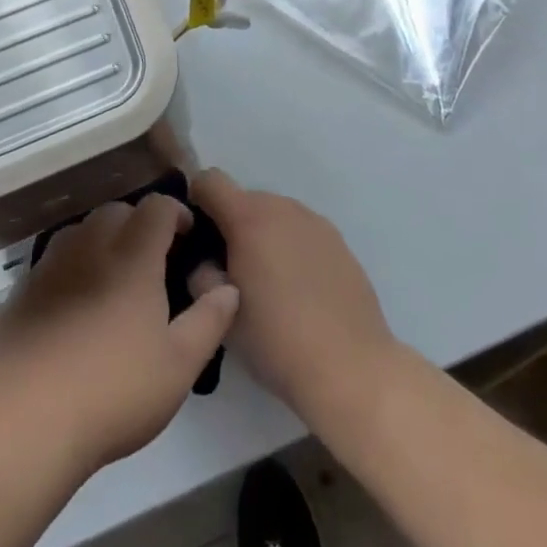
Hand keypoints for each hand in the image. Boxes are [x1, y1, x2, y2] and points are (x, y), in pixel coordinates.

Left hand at [0, 194, 239, 475]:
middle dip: (139, 223)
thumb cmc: (114, 390)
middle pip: (118, 210)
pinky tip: (74, 303)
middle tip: (152, 259)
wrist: (27, 420)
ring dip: (103, 238)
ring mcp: (52, 264)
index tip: (186, 236)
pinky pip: (54, 259)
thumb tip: (229, 287)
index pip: (158, 206)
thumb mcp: (180, 364)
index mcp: (133, 253)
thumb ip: (210, 319)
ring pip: (82, 229)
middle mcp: (92, 244)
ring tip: (113, 275)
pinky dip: (72, 265)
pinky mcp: (23, 289)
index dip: (176, 213)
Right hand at [188, 169, 396, 424]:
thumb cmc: (276, 340)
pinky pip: (300, 231)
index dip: (197, 200)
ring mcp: (314, 220)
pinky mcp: (337, 239)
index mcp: (249, 217)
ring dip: (262, 236)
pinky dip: (290, 247)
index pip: (210, 180)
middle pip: (243, 199)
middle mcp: (281, 206)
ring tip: (268, 284)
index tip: (197, 235)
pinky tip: (299, 290)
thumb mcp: (222, 315)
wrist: (350, 367)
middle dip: (231, 226)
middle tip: (231, 271)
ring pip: (274, 215)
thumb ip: (201, 276)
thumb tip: (205, 260)